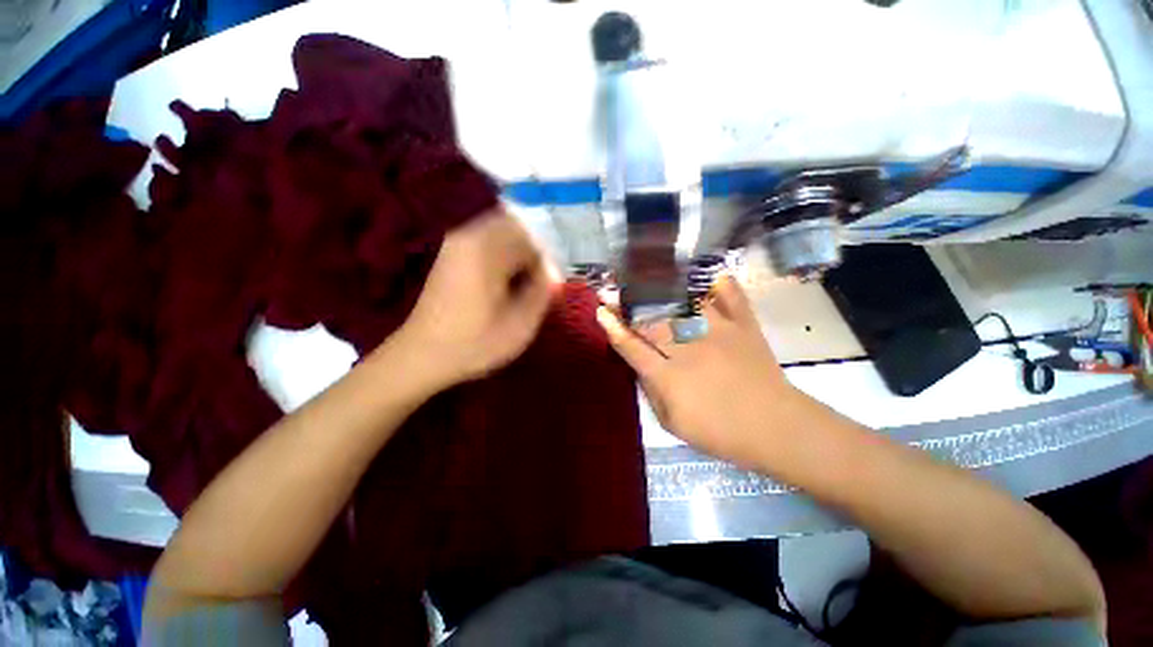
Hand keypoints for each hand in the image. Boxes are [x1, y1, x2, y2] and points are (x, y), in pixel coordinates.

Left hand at [391, 207, 552, 389]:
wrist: (422, 356)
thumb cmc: (475, 342)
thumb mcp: (521, 324)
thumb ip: (543, 292)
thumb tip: (553, 273)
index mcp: (487, 250)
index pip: (531, 237)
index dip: (546, 261)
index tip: (549, 286)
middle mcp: (469, 237)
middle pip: (515, 228)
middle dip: (532, 253)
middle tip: (538, 283)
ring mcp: (456, 244)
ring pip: (500, 234)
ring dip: (517, 254)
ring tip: (522, 285)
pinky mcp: (450, 255)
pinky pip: (486, 243)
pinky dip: (502, 257)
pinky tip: (503, 283)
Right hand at [597, 276, 806, 466]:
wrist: (776, 429)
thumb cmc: (720, 433)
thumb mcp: (673, 423)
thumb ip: (652, 392)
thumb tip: (640, 365)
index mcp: (669, 377)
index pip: (633, 347)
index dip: (614, 328)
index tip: (601, 311)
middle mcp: (689, 349)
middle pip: (652, 321)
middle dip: (630, 306)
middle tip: (616, 293)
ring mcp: (718, 333)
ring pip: (682, 304)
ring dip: (661, 291)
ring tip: (647, 279)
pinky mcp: (743, 327)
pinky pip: (730, 296)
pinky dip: (719, 283)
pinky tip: (708, 276)